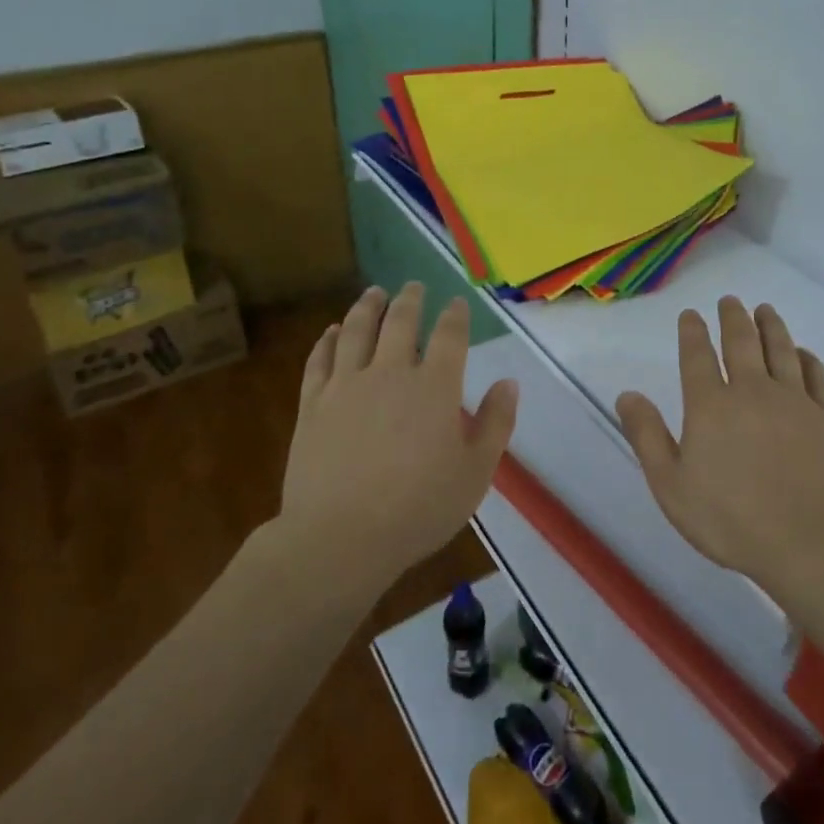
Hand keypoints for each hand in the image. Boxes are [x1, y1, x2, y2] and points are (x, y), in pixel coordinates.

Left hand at [281, 283, 518, 587]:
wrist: (341, 537)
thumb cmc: (419, 509)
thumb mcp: (475, 473)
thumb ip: (496, 424)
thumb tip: (509, 383)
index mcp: (435, 387)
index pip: (450, 336)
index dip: (455, 315)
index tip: (456, 303)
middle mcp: (391, 373)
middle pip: (401, 322)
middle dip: (411, 299)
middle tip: (414, 285)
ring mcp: (347, 385)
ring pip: (357, 330)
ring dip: (368, 307)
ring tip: (375, 293)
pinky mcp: (314, 403)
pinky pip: (320, 359)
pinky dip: (328, 340)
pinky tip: (333, 331)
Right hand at [616, 297, 823, 595]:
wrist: (809, 541)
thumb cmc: (730, 518)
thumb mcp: (671, 485)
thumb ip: (647, 436)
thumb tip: (626, 394)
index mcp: (710, 405)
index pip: (697, 356)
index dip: (692, 332)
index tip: (691, 315)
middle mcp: (752, 391)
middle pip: (742, 343)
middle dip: (733, 318)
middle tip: (730, 301)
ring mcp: (794, 401)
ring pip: (781, 350)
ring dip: (771, 326)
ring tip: (765, 310)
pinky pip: (816, 377)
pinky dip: (808, 359)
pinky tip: (803, 353)